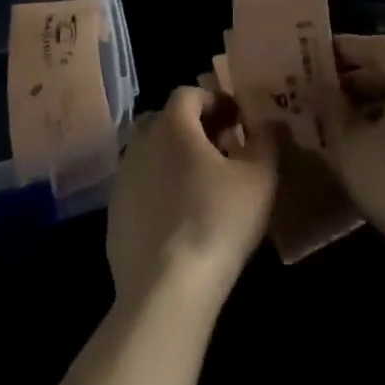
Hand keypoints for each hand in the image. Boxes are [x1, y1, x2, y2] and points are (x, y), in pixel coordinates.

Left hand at [106, 86, 278, 311]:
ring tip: (202, 185)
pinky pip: (140, 188)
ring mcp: (122, 180)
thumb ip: (266, 142)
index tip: (237, 120)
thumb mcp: (259, 179)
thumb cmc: (217, 221)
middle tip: (222, 149)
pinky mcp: (113, 216)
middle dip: (193, 128)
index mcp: (172, 124)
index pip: (189, 93)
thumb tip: (270, 123)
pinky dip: (159, 190)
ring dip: (174, 159)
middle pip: (166, 121)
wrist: (165, 291)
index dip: (215, 100)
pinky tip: (180, 218)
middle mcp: (140, 142)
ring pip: (151, 154)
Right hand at [327, 35, 384, 255]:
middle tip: (324, 90)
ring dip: (372, 103)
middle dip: (356, 79)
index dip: (347, 48)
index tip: (317, 55)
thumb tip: (322, 90)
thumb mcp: (350, 142)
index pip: (379, 46)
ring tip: (339, 120)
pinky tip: (366, 146)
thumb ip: (332, 108)